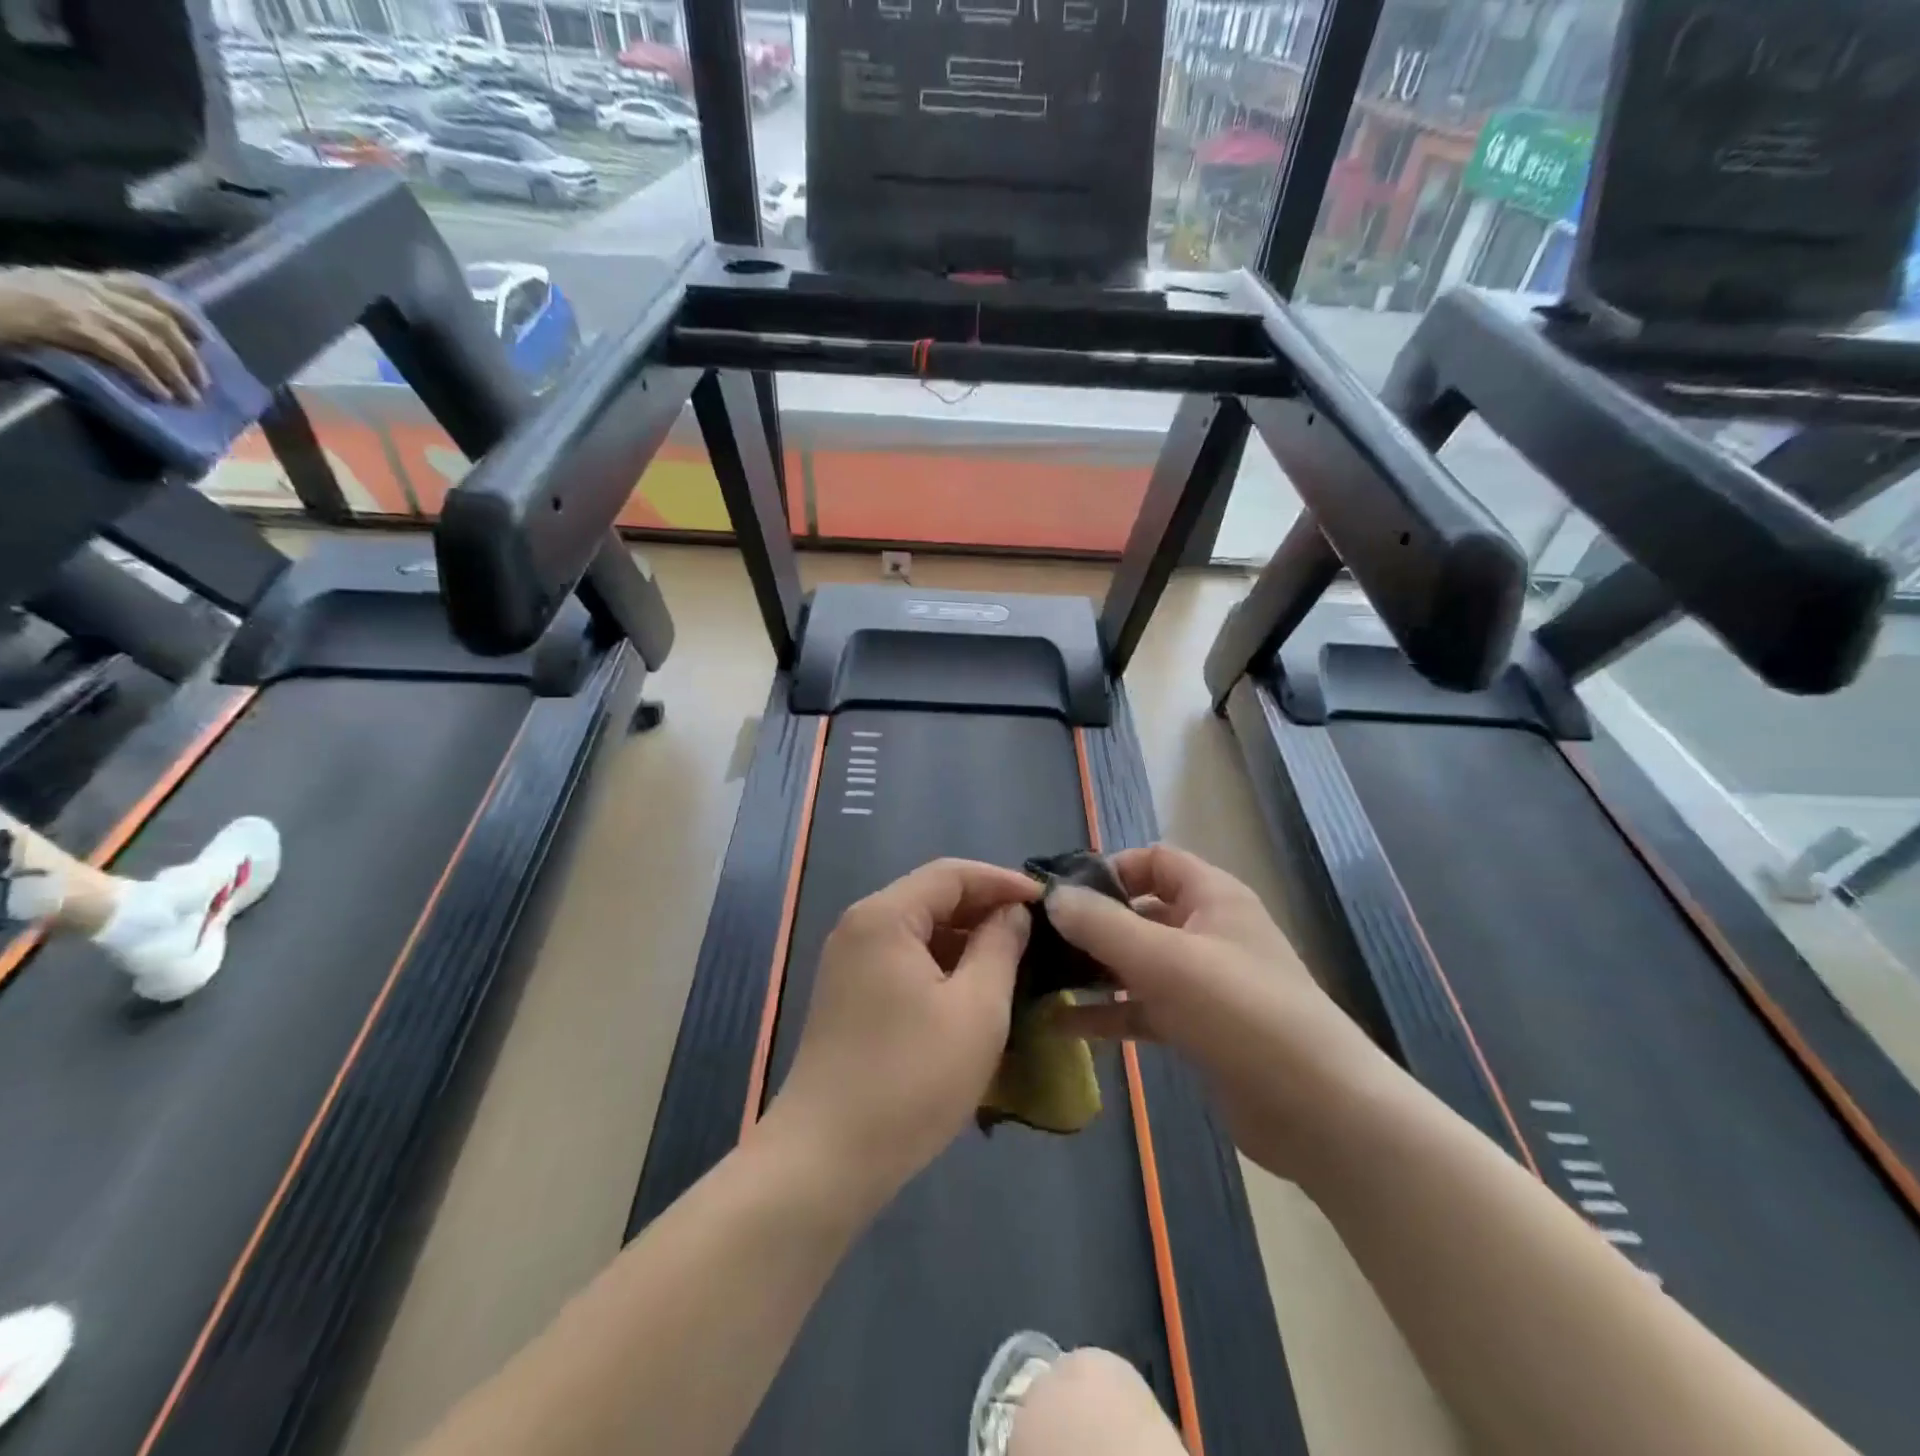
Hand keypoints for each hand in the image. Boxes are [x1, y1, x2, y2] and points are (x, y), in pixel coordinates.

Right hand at [0, 268, 205, 401]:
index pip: (144, 288)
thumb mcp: (47, 300)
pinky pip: (123, 353)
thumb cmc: (0, 308)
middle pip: (158, 320)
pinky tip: (160, 394)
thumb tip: (137, 344)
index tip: (204, 339)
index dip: (182, 315)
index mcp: (77, 278)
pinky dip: (148, 376)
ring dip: (176, 373)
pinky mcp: (67, 324)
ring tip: (188, 398)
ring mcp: (75, 303)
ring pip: (148, 339)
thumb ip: (89, 313)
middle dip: (188, 355)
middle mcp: (82, 286)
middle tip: (202, 383)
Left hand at [764, 859, 1038, 1210]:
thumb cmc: (911, 1079)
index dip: (1003, 881)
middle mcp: (860, 926)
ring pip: (918, 931)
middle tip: (1036, 933)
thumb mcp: (975, 1009)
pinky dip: (941, 966)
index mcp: (885, 916)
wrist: (827, 1160)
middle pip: (931, 897)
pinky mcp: (848, 995)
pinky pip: (903, 960)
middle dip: (985, 909)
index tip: (1048, 903)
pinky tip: (972, 992)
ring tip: (1014, 961)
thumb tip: (1012, 913)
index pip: (952, 874)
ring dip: (965, 940)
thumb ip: (1000, 947)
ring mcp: (848, 962)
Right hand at [1044, 844, 1390, 1179]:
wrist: (1319, 1111)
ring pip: (1138, 962)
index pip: (1154, 860)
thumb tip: (1052, 896)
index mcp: (1212, 897)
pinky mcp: (1198, 1028)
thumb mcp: (1164, 960)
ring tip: (1041, 979)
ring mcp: (1204, 982)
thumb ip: (1102, 924)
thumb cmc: (1241, 1012)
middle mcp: (1208, 931)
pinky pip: (1143, 1008)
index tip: (1064, 895)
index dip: (1110, 869)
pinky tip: (1062, 1025)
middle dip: (1093, 923)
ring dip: (1094, 969)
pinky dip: (1108, 1012)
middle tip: (1040, 941)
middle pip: (1141, 911)